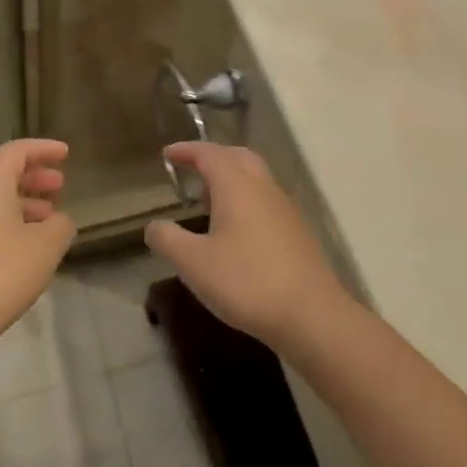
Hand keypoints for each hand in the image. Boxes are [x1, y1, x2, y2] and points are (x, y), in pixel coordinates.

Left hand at [0, 138, 74, 342]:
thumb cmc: (1, 271)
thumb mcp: (45, 246)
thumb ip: (59, 226)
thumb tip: (58, 221)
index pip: (16, 151)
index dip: (43, 149)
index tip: (65, 154)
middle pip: (2, 174)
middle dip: (33, 177)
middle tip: (59, 185)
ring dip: (23, 204)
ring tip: (49, 221)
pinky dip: (8, 226)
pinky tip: (25, 250)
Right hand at [145, 142, 349, 348]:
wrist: (313, 316)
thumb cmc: (247, 282)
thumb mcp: (194, 264)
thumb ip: (168, 240)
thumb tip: (154, 226)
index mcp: (237, 185)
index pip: (209, 154)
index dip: (187, 151)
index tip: (168, 154)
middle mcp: (263, 187)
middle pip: (237, 157)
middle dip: (213, 158)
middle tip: (191, 170)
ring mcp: (285, 209)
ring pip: (256, 179)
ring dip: (231, 180)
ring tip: (209, 204)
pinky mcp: (298, 233)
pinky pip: (266, 201)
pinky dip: (247, 201)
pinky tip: (237, 232)